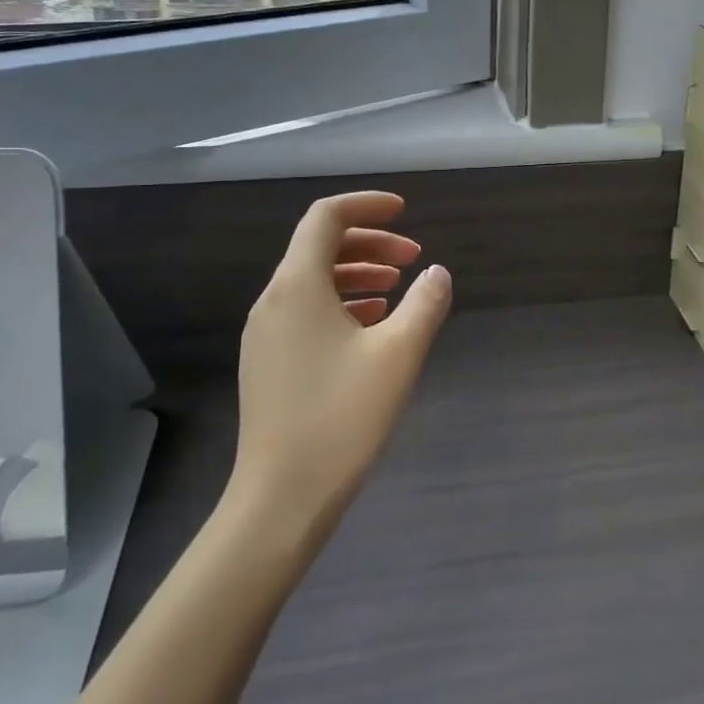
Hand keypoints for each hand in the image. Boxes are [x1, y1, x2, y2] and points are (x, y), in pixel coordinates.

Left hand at [227, 192, 451, 556]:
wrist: (281, 498)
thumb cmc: (342, 417)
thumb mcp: (399, 354)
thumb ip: (424, 304)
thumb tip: (438, 273)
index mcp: (297, 286)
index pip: (326, 217)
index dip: (367, 205)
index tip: (405, 211)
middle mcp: (273, 301)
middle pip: (320, 247)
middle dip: (370, 242)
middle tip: (413, 258)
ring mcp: (265, 334)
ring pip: (313, 281)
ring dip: (358, 274)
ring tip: (397, 288)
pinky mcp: (268, 363)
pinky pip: (306, 312)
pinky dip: (342, 303)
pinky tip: (372, 326)